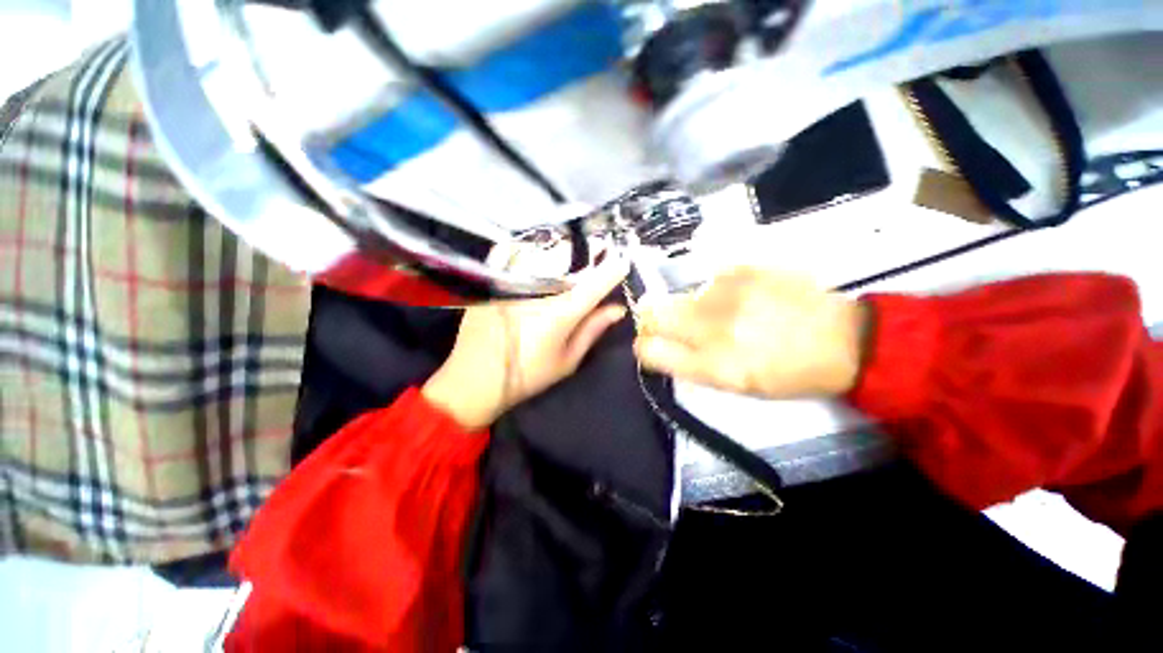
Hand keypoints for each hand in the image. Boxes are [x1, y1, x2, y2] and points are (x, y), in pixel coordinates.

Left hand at [422, 255, 630, 428]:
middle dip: (587, 261)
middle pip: (570, 266)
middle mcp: (538, 291)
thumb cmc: (526, 376)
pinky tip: (535, 263)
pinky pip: (517, 258)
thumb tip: (617, 309)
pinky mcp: (494, 282)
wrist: (473, 380)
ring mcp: (513, 283)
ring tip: (567, 262)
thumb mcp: (566, 361)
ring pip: (545, 258)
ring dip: (561, 257)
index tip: (623, 262)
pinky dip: (531, 257)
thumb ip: (592, 330)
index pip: (594, 284)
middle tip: (596, 261)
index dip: (611, 271)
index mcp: (560, 313)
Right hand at [634, 267, 868, 398]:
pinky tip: (741, 300)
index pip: (648, 350)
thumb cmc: (789, 374)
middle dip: (652, 321)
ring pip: (678, 297)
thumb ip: (691, 366)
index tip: (652, 346)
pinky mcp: (741, 270)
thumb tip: (662, 347)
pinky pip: (707, 282)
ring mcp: (725, 294)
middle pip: (651, 314)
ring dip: (689, 308)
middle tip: (673, 326)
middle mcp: (711, 327)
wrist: (843, 339)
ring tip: (723, 315)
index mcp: (712, 365)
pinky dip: (714, 293)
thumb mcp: (736, 385)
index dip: (644, 348)